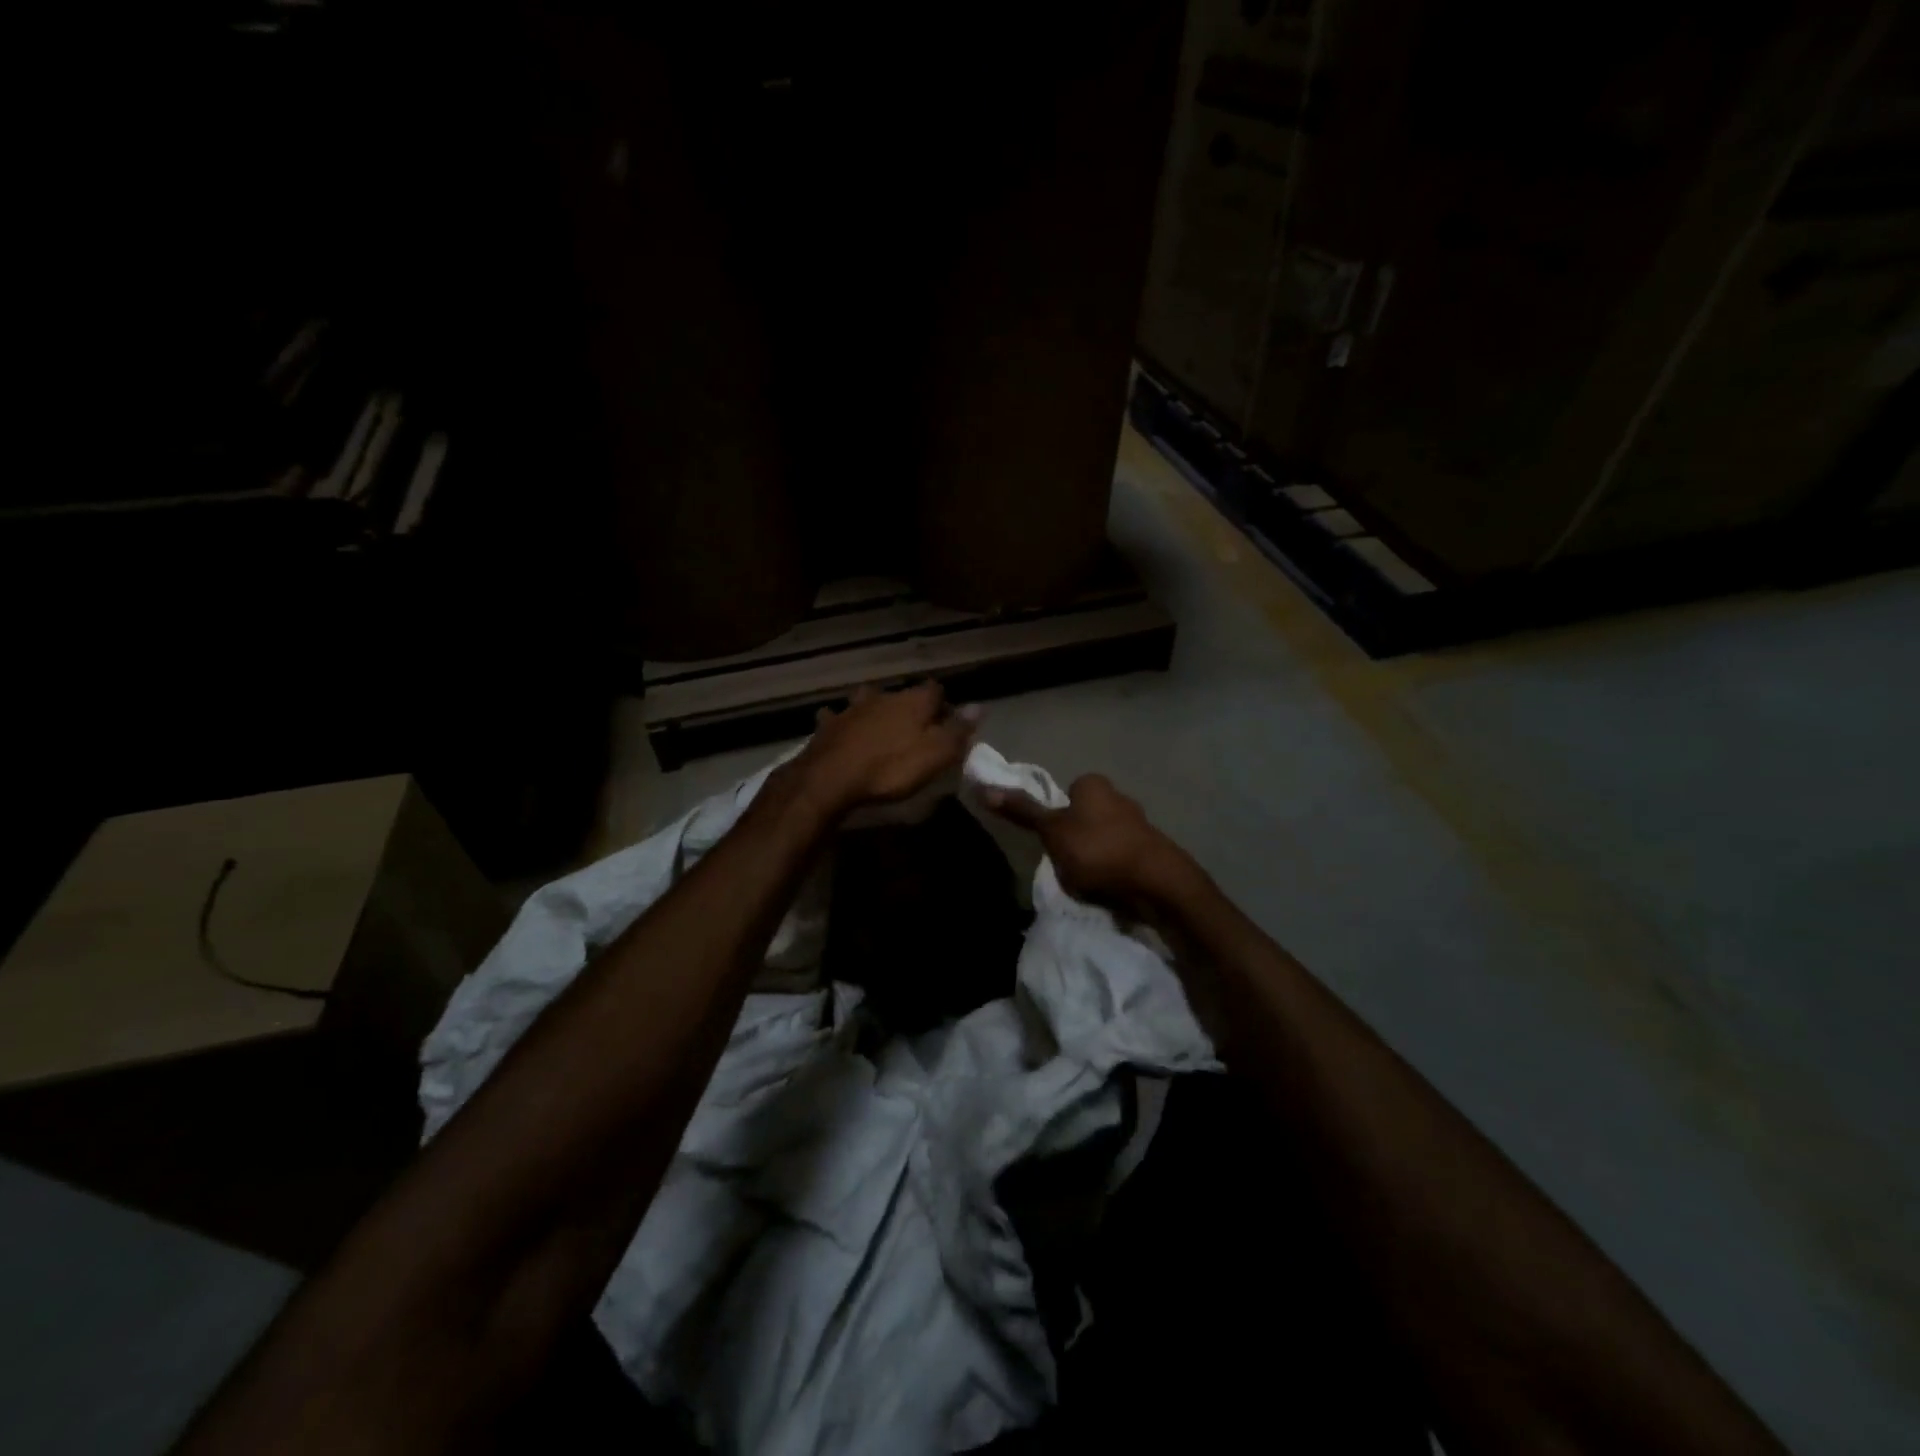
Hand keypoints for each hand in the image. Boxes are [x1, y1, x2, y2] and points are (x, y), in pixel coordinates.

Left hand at [791, 683, 979, 819]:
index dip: (943, 704)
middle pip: (901, 694)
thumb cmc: (890, 768)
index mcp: (913, 701)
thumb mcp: (935, 754)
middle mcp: (883, 696)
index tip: (948, 721)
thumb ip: (957, 730)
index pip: (935, 690)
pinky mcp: (828, 725)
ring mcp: (852, 708)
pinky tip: (839, 728)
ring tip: (877, 723)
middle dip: (908, 705)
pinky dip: (840, 722)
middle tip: (914, 726)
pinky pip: (836, 717)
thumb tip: (980, 707)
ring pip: (866, 699)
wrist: (831, 778)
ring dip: (873, 707)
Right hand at [984, 773, 1198, 912]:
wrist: (1155, 882)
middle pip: (1085, 815)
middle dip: (1076, 836)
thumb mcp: (1051, 831)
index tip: (1052, 839)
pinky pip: (1121, 857)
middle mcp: (1119, 795)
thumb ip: (1022, 811)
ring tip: (1087, 879)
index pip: (1066, 792)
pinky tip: (1108, 886)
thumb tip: (984, 787)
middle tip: (1066, 861)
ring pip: (1103, 837)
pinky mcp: (1152, 850)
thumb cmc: (1096, 849)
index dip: (1056, 816)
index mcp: (1093, 784)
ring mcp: (1139, 823)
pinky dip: (1112, 869)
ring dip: (1095, 855)